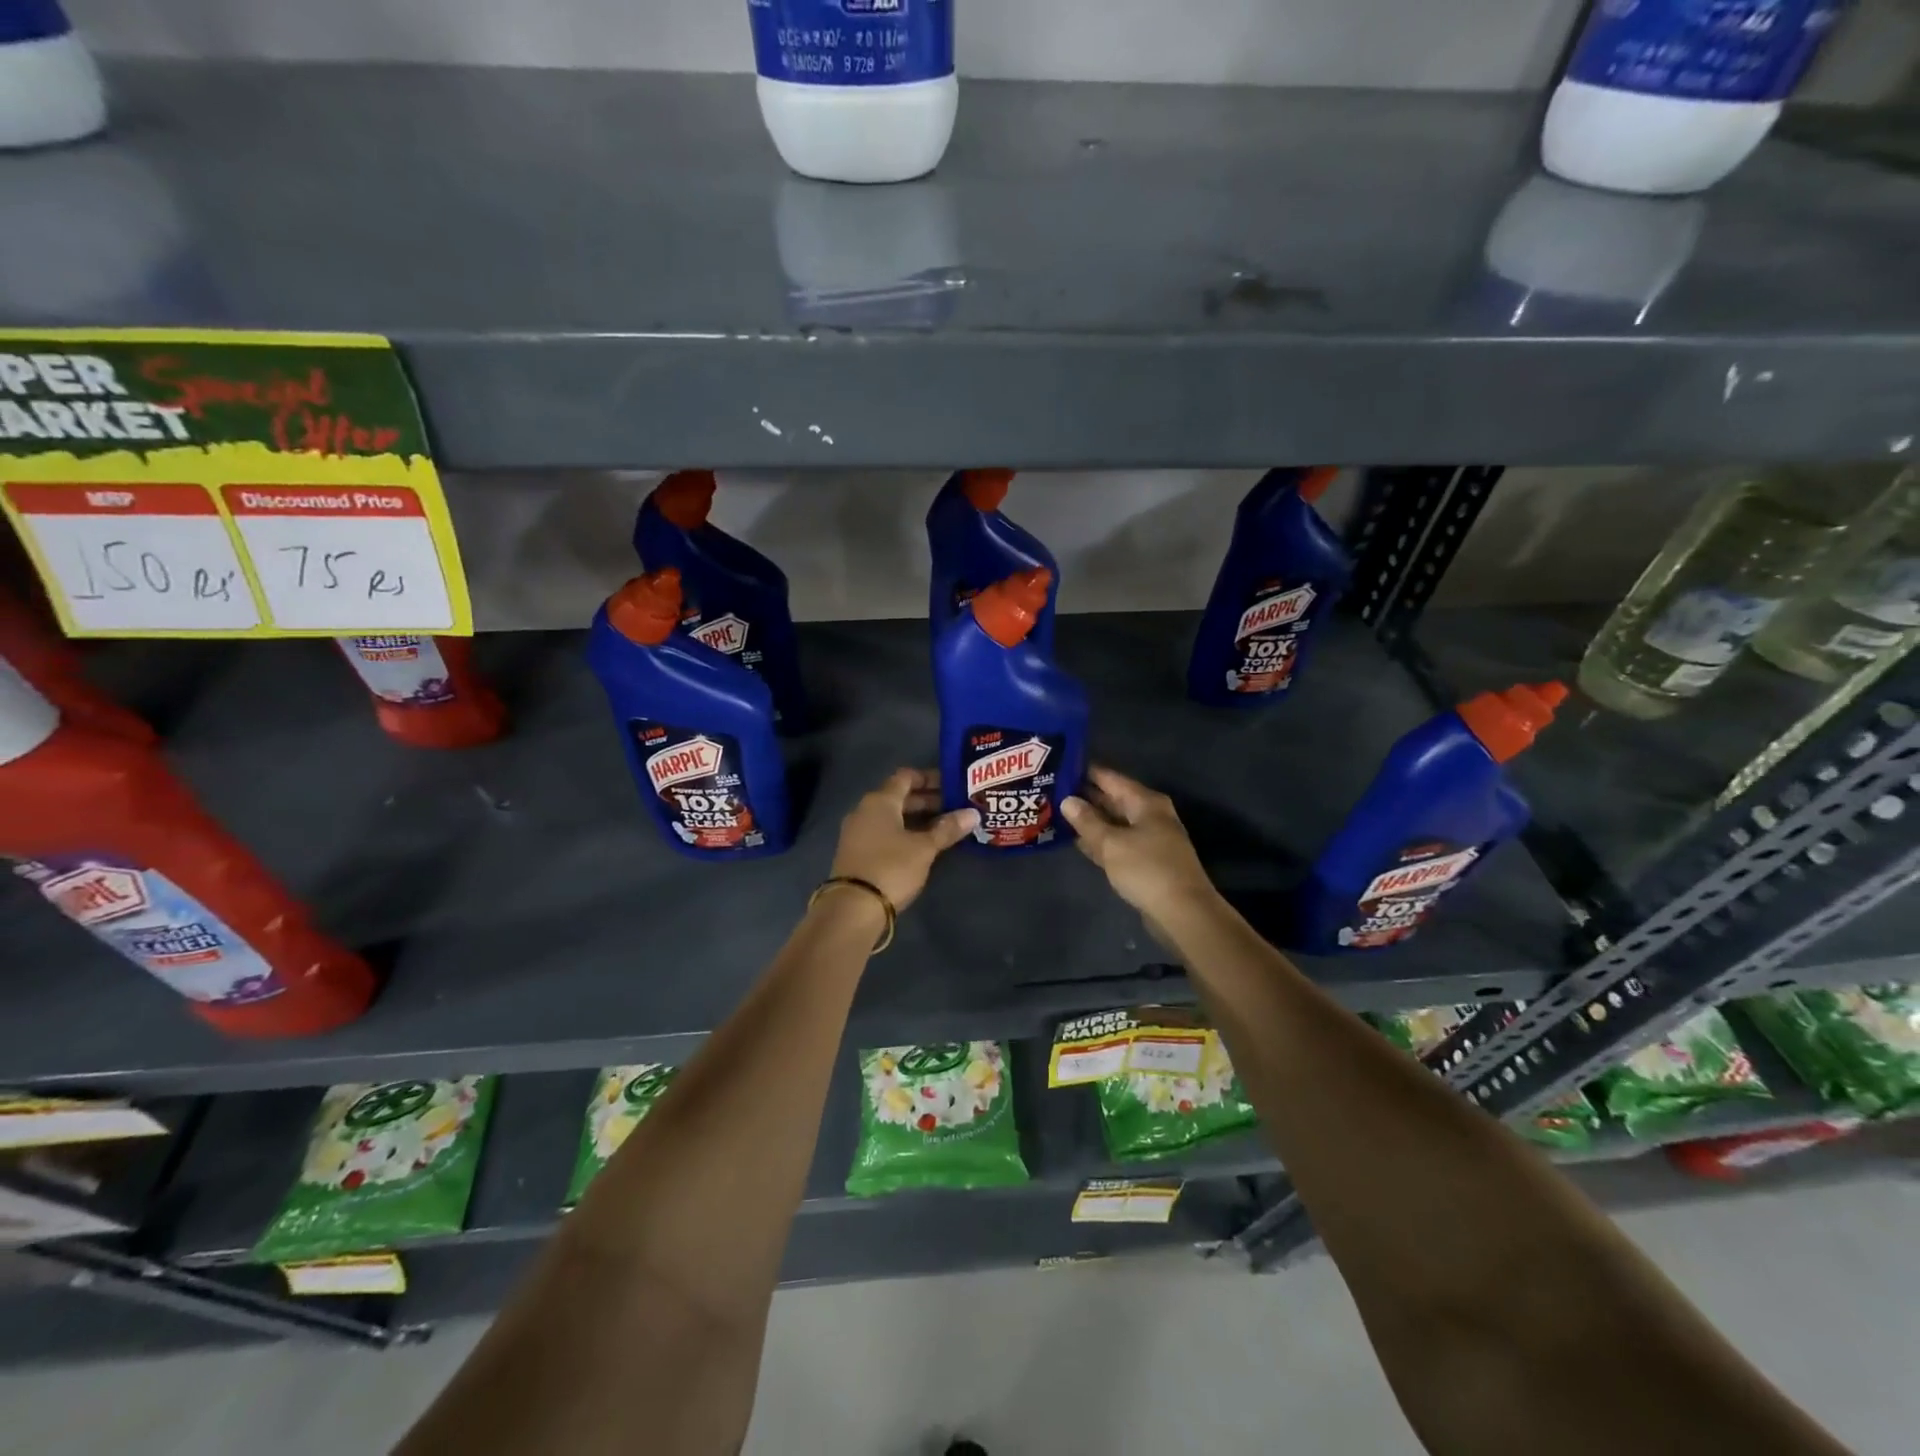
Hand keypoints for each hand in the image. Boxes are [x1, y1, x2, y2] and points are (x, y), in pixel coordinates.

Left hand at [829, 768, 977, 912]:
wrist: (852, 908)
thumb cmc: (891, 867)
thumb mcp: (924, 848)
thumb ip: (947, 829)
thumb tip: (973, 814)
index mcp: (880, 800)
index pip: (906, 777)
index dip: (930, 778)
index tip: (952, 784)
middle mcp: (865, 810)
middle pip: (899, 797)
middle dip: (927, 800)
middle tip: (955, 807)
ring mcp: (858, 832)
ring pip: (892, 816)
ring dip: (917, 818)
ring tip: (944, 827)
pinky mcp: (856, 852)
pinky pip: (884, 832)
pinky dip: (904, 833)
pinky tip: (922, 845)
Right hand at [1062, 766, 1218, 922]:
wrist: (1183, 912)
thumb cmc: (1146, 869)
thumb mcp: (1111, 843)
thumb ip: (1087, 821)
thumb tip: (1067, 800)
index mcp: (1145, 802)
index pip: (1110, 778)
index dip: (1085, 772)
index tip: (1059, 766)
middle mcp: (1149, 815)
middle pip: (1112, 799)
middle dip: (1085, 796)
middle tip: (1052, 791)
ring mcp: (1149, 839)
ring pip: (1114, 822)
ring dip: (1090, 820)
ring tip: (1057, 813)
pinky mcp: (1145, 861)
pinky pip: (1118, 842)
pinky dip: (1100, 840)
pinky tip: (1077, 841)